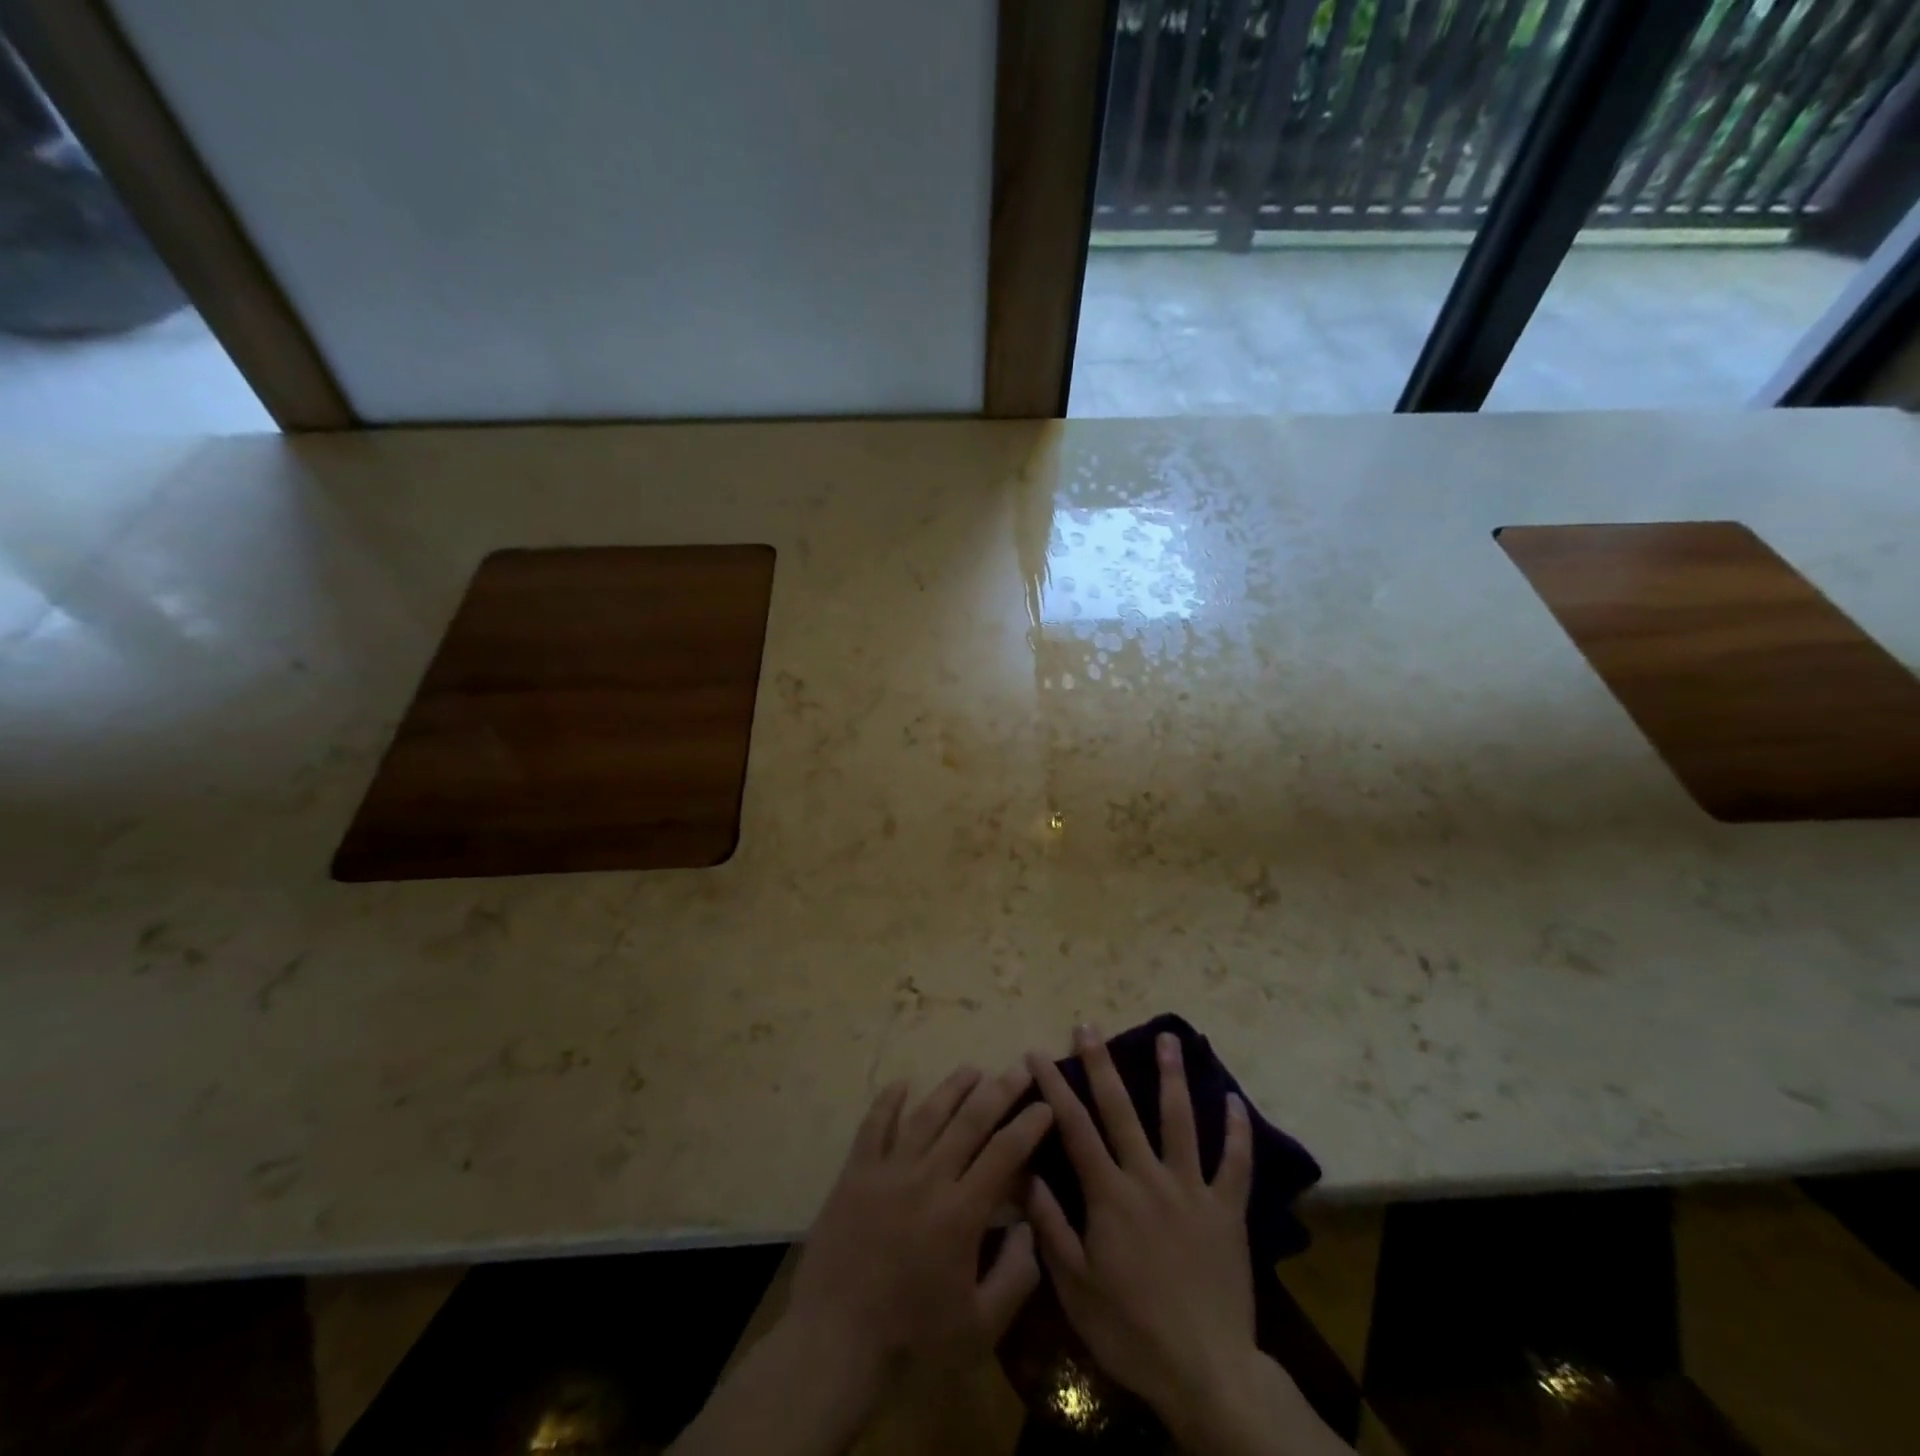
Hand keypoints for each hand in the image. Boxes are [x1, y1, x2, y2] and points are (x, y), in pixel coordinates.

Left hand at [670, 1066, 1052, 1455]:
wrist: (833, 1344)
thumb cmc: (911, 1341)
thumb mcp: (980, 1328)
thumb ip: (1015, 1276)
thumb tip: (1030, 1227)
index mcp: (961, 1212)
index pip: (1005, 1153)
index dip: (1029, 1125)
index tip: (1046, 1104)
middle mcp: (928, 1178)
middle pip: (970, 1121)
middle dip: (999, 1091)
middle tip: (1018, 1069)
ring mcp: (888, 1171)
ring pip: (926, 1115)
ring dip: (952, 1088)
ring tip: (972, 1069)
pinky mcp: (855, 1174)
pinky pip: (874, 1126)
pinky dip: (888, 1101)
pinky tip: (901, 1084)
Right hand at [1026, 1027, 1344, 1455]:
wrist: (1205, 1373)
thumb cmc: (1131, 1331)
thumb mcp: (1075, 1288)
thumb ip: (1051, 1227)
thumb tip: (1027, 1172)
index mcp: (1109, 1194)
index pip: (1074, 1127)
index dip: (1054, 1086)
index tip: (1037, 1054)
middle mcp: (1148, 1178)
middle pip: (1121, 1109)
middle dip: (1101, 1064)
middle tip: (1090, 1026)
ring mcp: (1191, 1189)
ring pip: (1180, 1120)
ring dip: (1171, 1076)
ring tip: (1167, 1037)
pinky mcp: (1227, 1209)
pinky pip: (1235, 1162)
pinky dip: (1237, 1130)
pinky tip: (1235, 1100)